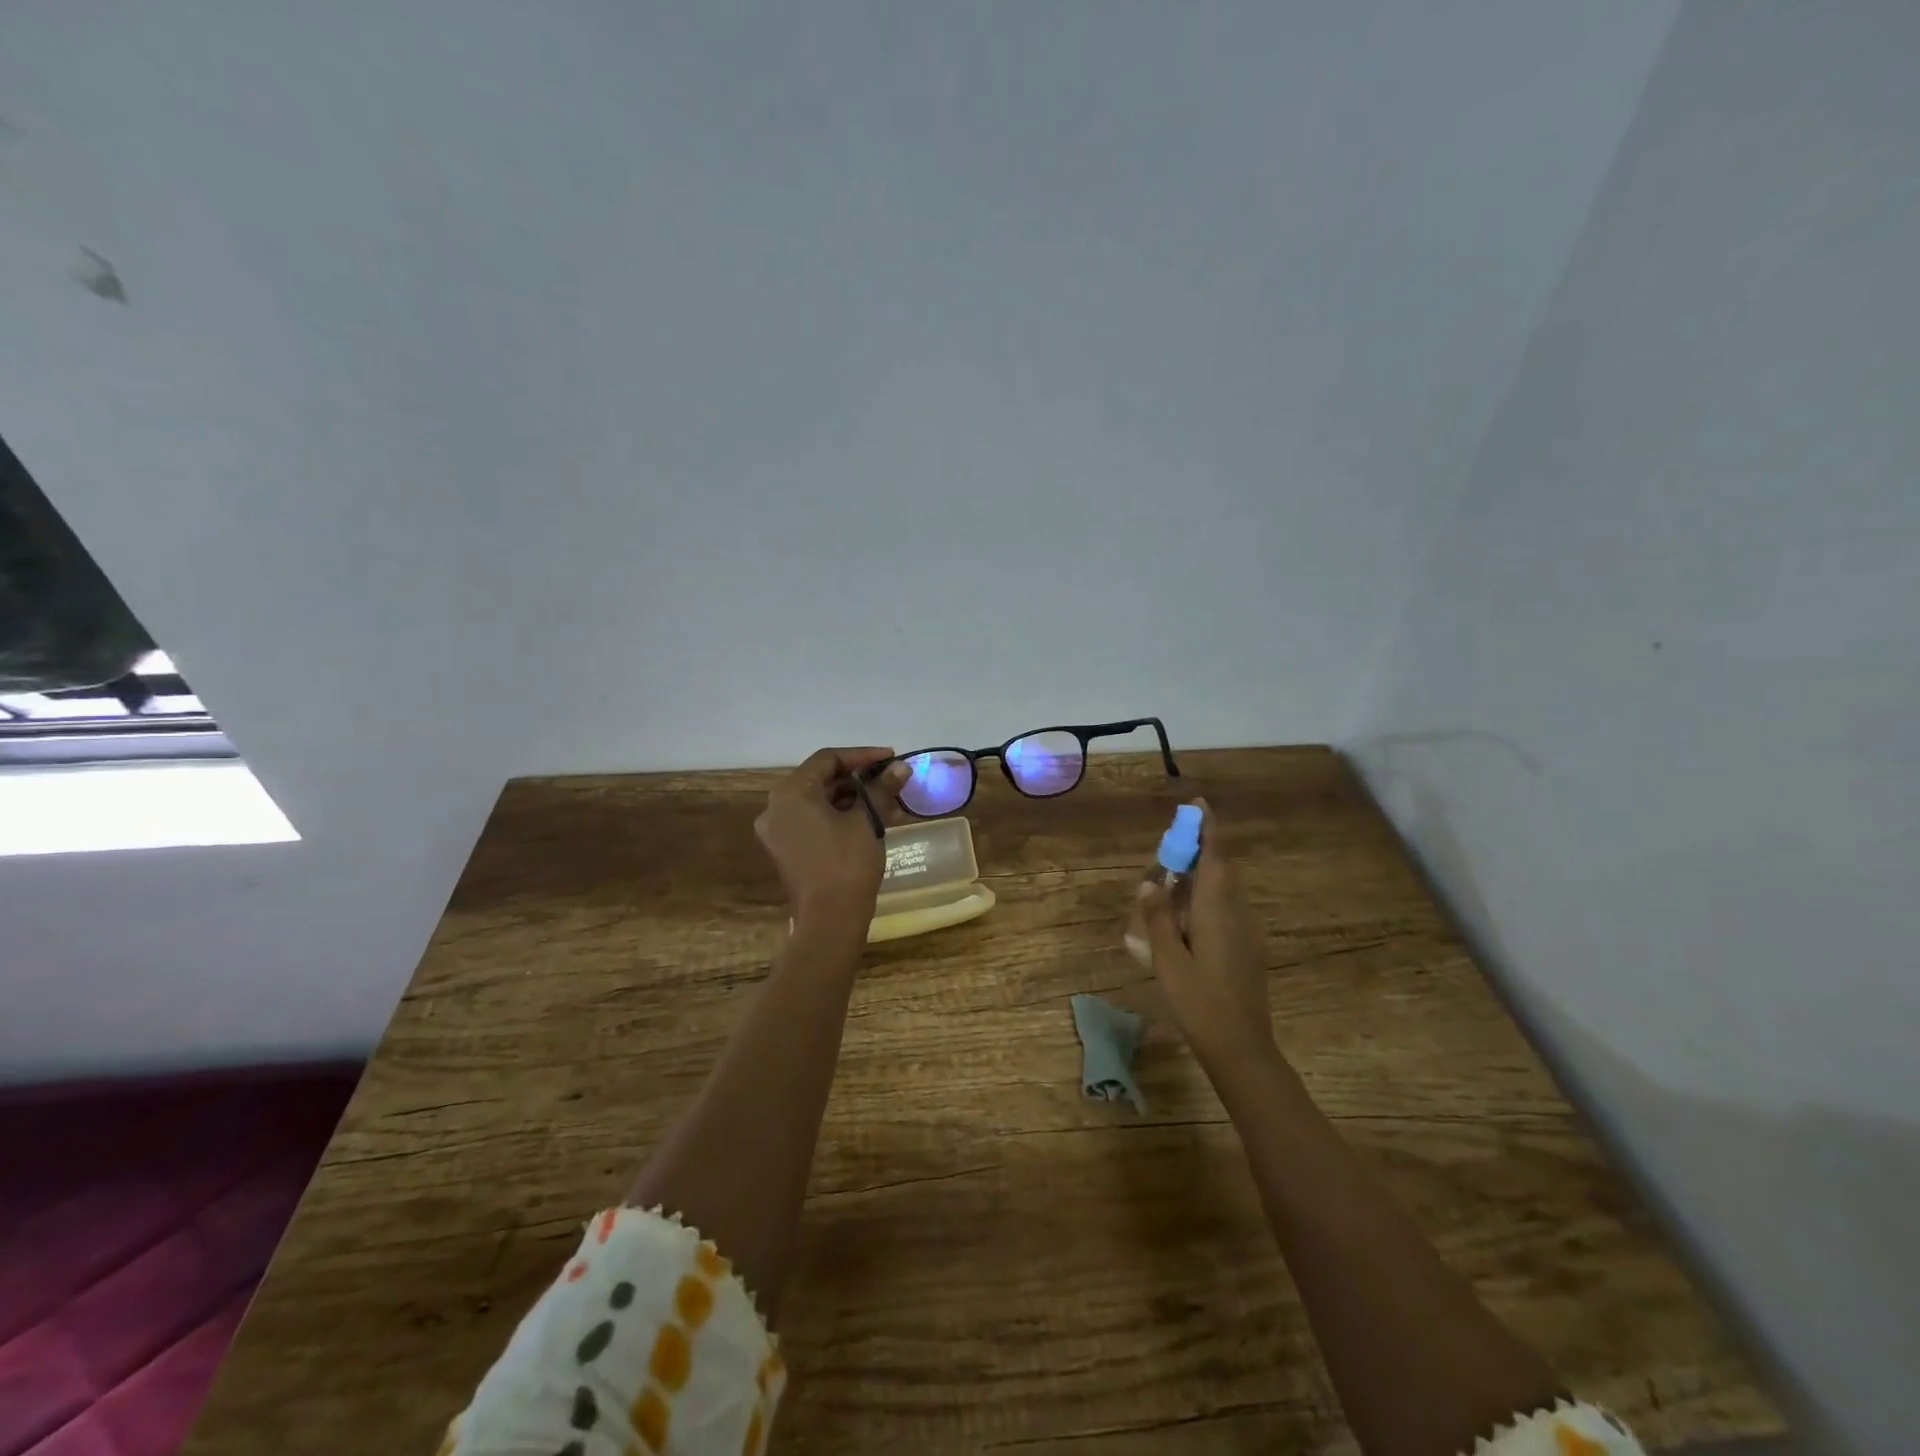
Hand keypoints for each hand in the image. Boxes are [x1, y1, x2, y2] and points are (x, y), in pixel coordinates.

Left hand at [755, 747, 909, 928]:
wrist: (829, 921)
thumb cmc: (847, 864)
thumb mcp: (868, 822)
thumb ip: (881, 789)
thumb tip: (901, 767)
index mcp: (791, 793)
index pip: (828, 759)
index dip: (862, 755)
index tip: (891, 757)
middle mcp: (777, 807)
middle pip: (821, 779)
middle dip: (860, 779)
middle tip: (891, 780)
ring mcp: (779, 831)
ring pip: (820, 802)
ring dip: (854, 799)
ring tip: (890, 802)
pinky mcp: (787, 850)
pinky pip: (814, 821)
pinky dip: (841, 816)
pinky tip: (873, 821)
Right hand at [1135, 800, 1278, 1065]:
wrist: (1241, 1047)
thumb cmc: (1199, 1001)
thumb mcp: (1167, 958)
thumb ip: (1158, 917)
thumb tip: (1151, 882)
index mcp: (1217, 908)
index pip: (1214, 856)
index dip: (1206, 828)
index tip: (1197, 804)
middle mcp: (1236, 911)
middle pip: (1217, 870)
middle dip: (1194, 855)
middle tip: (1165, 856)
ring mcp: (1245, 930)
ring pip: (1220, 892)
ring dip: (1196, 882)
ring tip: (1166, 891)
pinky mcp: (1246, 947)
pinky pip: (1223, 911)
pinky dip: (1202, 903)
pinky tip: (1181, 925)